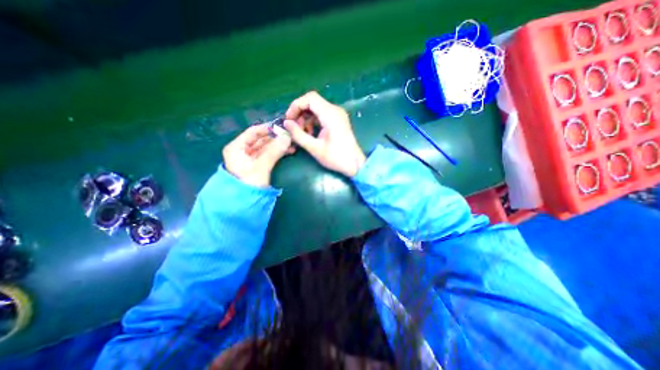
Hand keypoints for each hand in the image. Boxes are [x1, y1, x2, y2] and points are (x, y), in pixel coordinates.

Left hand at [223, 124, 291, 187]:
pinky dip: (278, 153)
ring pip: (266, 148)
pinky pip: (268, 155)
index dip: (268, 129)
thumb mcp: (261, 167)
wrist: (244, 204)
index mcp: (237, 148)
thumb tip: (287, 137)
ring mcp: (250, 159)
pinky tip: (288, 151)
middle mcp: (242, 151)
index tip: (283, 128)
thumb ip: (274, 152)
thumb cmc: (249, 184)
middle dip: (276, 138)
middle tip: (290, 137)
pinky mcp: (257, 166)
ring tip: (292, 145)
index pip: (253, 132)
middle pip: (260, 140)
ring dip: (278, 146)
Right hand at [284, 91, 365, 176]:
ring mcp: (337, 115)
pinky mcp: (338, 120)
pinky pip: (322, 115)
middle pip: (312, 102)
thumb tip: (286, 123)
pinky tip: (310, 133)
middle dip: (300, 113)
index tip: (289, 119)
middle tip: (294, 127)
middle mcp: (335, 110)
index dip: (296, 106)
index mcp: (330, 115)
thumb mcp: (315, 148)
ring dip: (306, 118)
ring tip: (301, 132)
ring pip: (316, 108)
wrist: (355, 164)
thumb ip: (299, 135)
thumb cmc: (336, 158)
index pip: (310, 98)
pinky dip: (313, 121)